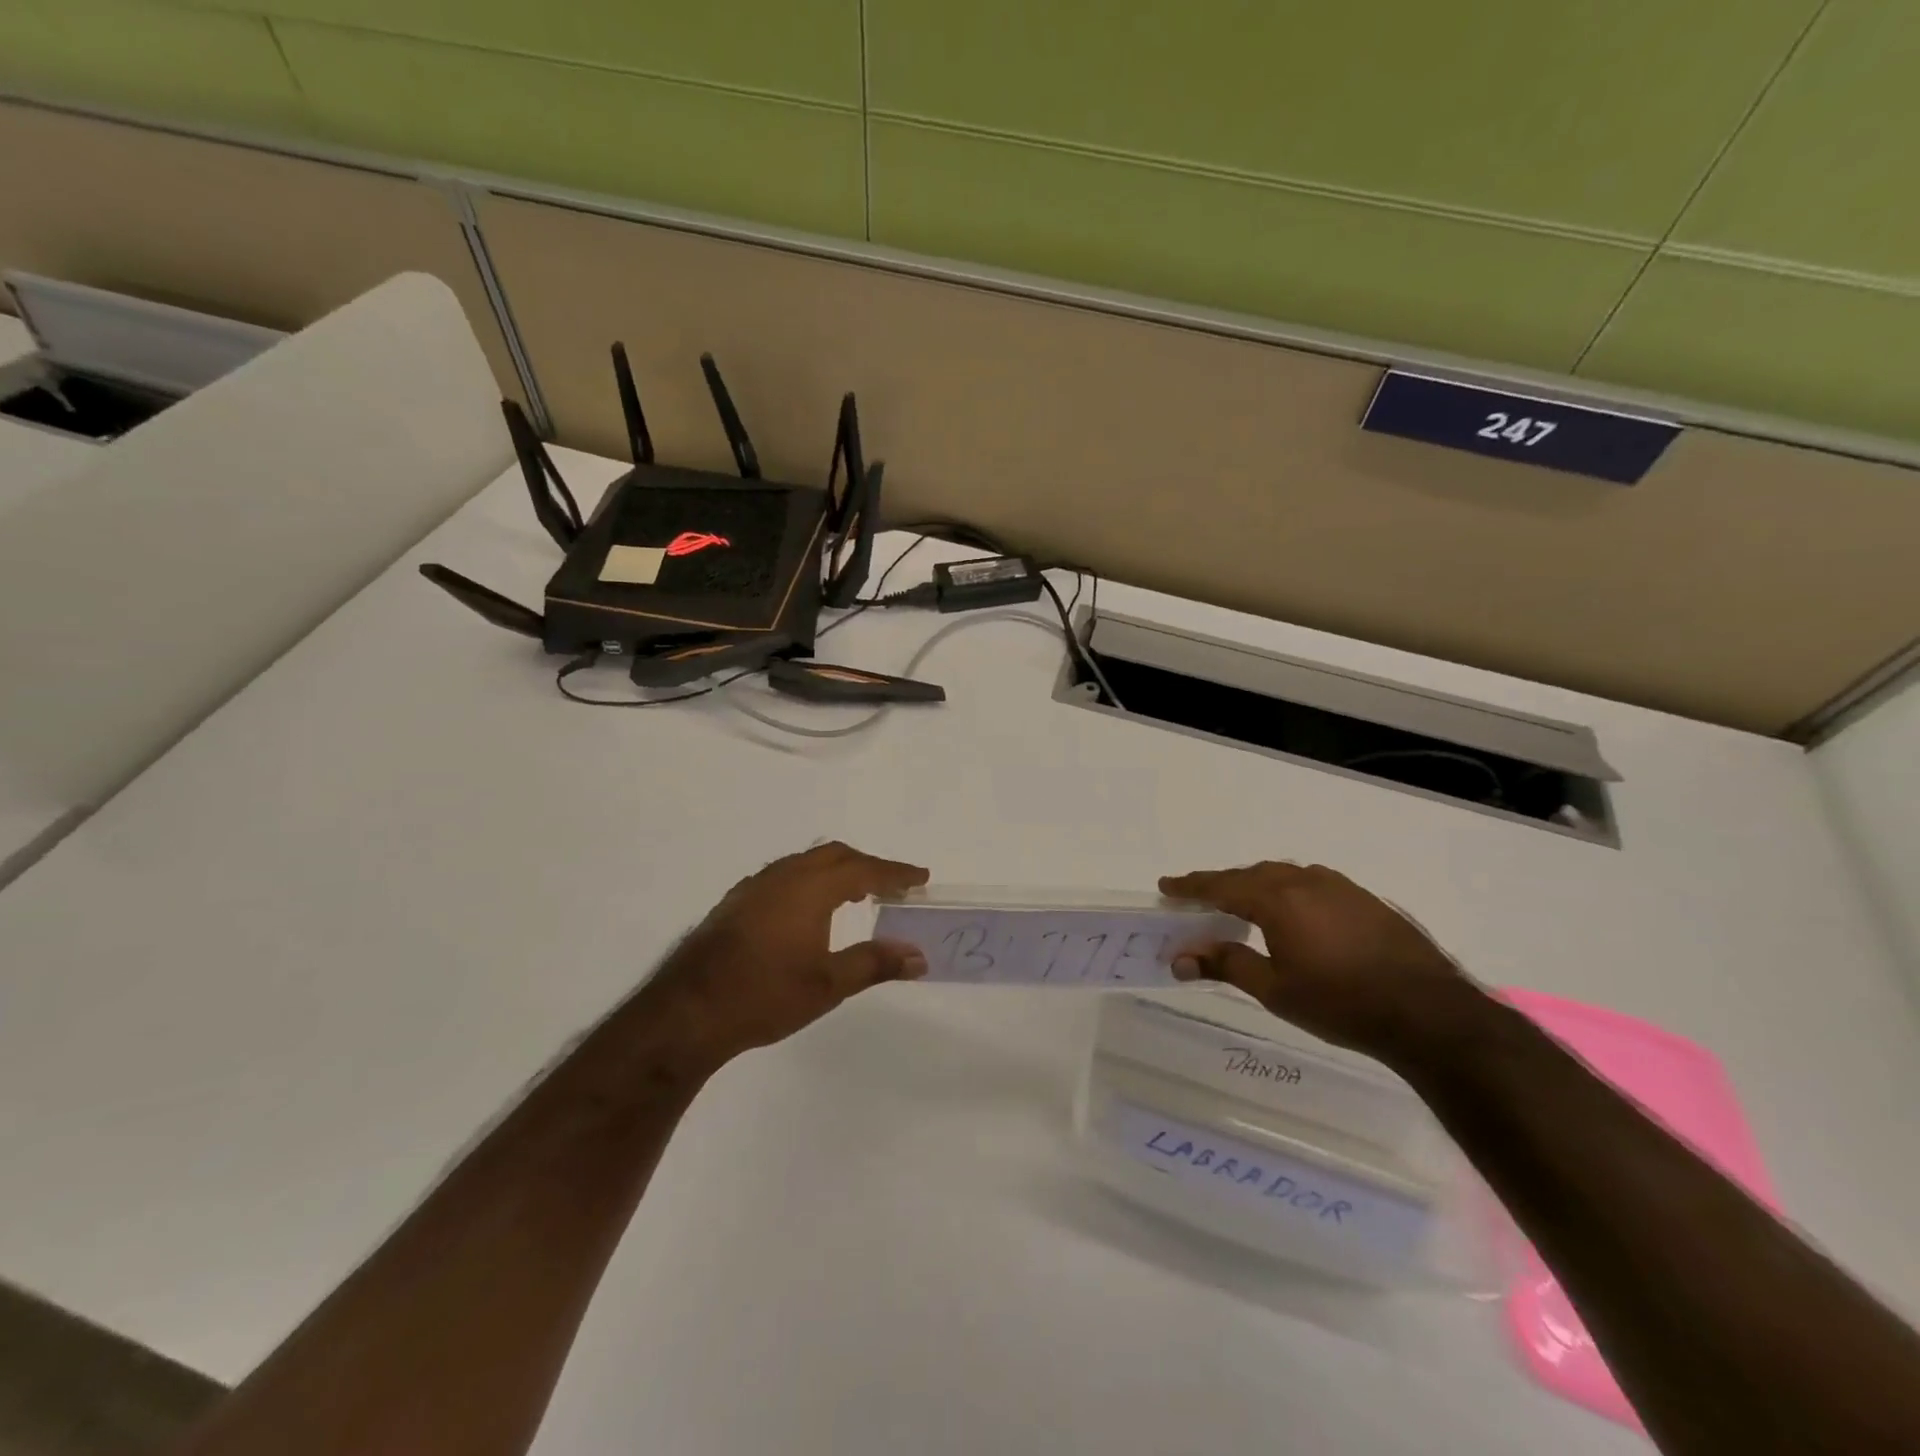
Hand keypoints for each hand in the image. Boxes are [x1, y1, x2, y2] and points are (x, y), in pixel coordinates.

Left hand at [643, 842, 929, 1072]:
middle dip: (867, 865)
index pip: (865, 869)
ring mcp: (755, 886)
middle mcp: (783, 875)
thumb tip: (918, 956)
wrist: (688, 1011)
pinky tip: (807, 909)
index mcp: (810, 888)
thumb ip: (875, 963)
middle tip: (892, 885)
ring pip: (805, 862)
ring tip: (856, 893)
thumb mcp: (828, 985)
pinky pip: (783, 875)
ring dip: (836, 871)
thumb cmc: (765, 995)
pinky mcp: (735, 902)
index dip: (896, 872)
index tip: (921, 877)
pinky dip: (809, 880)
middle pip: (835, 855)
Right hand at [1159, 861, 1481, 1063]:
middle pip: (1251, 875)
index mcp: (1278, 899)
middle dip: (1222, 884)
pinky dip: (1289, 891)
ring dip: (1257, 885)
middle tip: (1199, 898)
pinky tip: (1295, 913)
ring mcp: (1340, 887)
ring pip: (1285, 875)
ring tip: (1243, 903)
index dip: (1191, 886)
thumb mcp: (1275, 989)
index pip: (1221, 885)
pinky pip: (1313, 883)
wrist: (1429, 1013)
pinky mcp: (1366, 899)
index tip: (1166, 886)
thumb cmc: (1341, 1003)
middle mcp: (1306, 881)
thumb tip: (1180, 957)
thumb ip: (1226, 964)